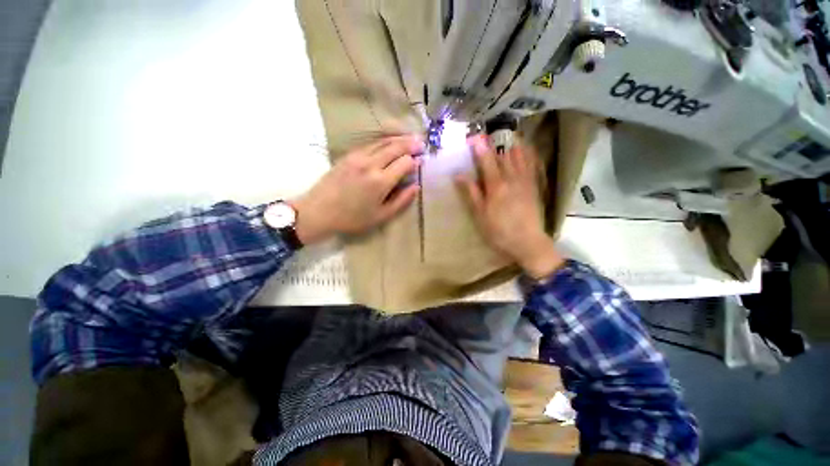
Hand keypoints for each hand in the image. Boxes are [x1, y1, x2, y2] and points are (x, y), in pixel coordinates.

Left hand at [289, 135, 421, 244]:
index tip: (421, 161)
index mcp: (380, 181)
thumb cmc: (352, 218)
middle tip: (421, 143)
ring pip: (383, 142)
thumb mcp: (381, 216)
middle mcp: (371, 164)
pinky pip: (370, 144)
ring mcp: (358, 157)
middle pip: (395, 147)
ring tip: (410, 138)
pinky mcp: (348, 155)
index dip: (415, 161)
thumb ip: (401, 201)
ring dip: (398, 139)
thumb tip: (416, 186)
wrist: (318, 212)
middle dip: (410, 144)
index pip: (404, 163)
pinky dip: (384, 141)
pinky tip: (389, 142)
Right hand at [456, 136, 562, 278]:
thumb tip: (459, 175)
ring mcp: (525, 181)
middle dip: (493, 145)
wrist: (527, 242)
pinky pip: (531, 164)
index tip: (472, 137)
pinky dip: (527, 154)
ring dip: (510, 145)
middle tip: (485, 137)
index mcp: (496, 186)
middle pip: (502, 156)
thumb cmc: (499, 231)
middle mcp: (512, 178)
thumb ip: (471, 193)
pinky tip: (524, 149)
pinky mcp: (534, 186)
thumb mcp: (480, 215)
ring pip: (519, 157)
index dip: (479, 148)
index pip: (487, 161)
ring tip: (505, 138)